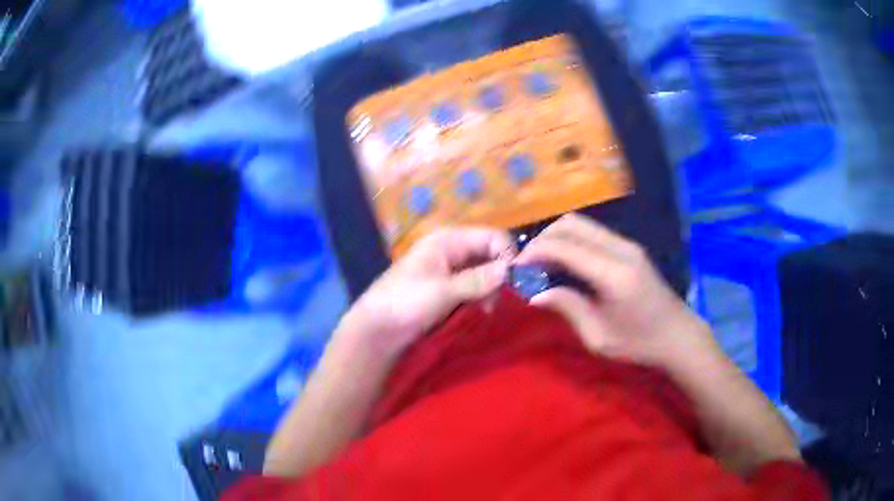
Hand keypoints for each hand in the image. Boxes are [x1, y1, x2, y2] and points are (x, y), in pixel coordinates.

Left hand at [340, 227, 512, 359]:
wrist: (377, 330)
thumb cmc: (406, 302)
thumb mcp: (444, 290)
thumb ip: (478, 279)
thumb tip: (511, 270)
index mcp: (448, 240)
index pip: (492, 237)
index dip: (506, 255)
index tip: (514, 282)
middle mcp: (452, 250)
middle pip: (490, 254)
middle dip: (499, 275)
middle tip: (498, 300)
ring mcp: (450, 270)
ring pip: (484, 272)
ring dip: (491, 289)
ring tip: (487, 309)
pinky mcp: (449, 289)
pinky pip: (475, 287)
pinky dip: (481, 297)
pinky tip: (481, 311)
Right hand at [515, 214, 716, 367]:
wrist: (677, 335)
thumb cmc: (639, 343)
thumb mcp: (599, 336)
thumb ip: (568, 307)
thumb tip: (535, 294)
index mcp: (613, 274)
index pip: (565, 247)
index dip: (534, 252)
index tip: (515, 267)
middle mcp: (621, 249)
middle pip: (571, 224)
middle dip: (543, 238)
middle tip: (528, 264)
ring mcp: (627, 245)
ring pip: (582, 224)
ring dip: (557, 237)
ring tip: (543, 264)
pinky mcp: (629, 248)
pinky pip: (593, 234)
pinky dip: (572, 241)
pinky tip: (565, 263)